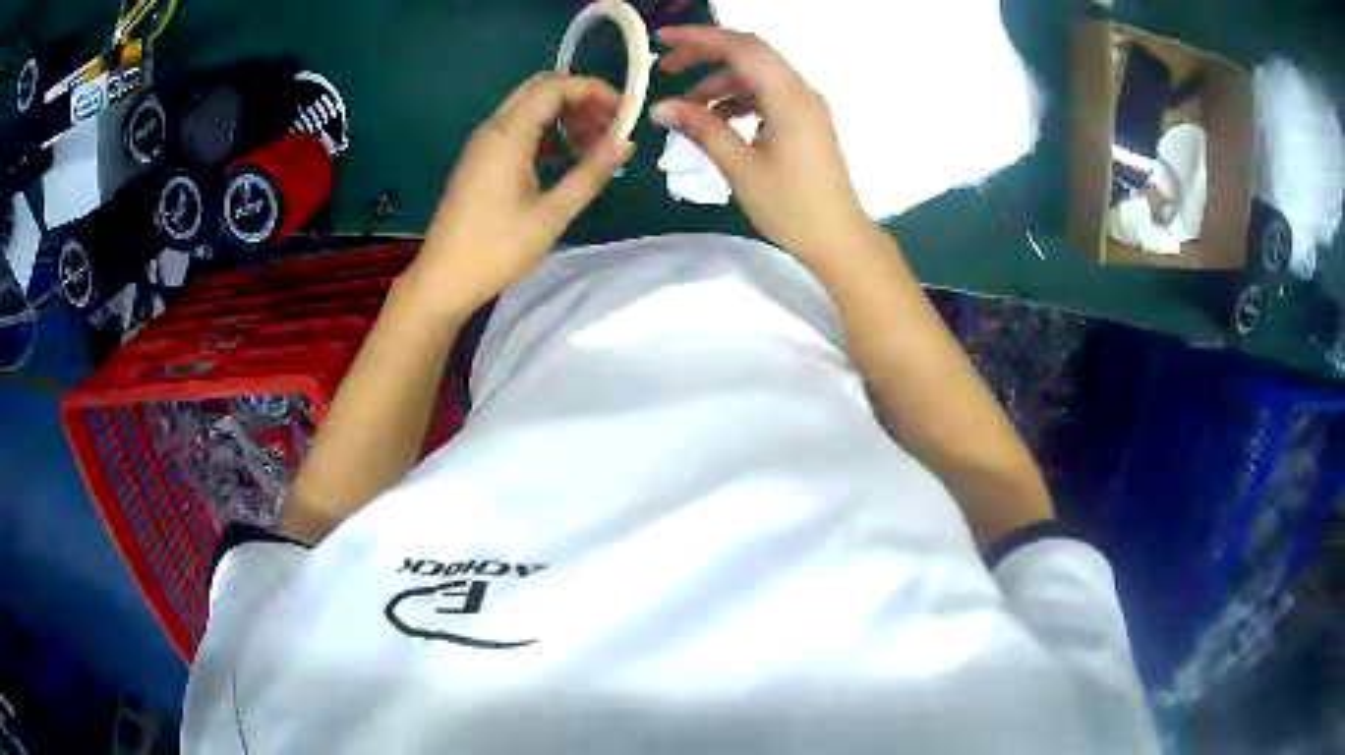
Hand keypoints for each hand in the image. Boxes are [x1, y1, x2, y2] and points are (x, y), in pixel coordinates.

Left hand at [407, 73, 634, 321]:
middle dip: (580, 99)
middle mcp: (493, 129)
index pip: (555, 86)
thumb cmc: (497, 249)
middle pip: (540, 89)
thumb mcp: (552, 215)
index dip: (593, 90)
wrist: (443, 280)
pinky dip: (546, 132)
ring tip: (593, 147)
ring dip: (564, 116)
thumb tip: (625, 143)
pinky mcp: (479, 161)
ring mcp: (483, 144)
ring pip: (529, 108)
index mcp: (508, 135)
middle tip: (610, 127)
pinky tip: (565, 159)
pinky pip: (517, 129)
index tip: (624, 114)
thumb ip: (591, 173)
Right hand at [652, 26, 872, 269]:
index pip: (741, 48)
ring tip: (688, 106)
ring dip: (721, 82)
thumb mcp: (740, 167)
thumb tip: (661, 107)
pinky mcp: (805, 121)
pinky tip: (717, 120)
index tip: (663, 40)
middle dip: (707, 54)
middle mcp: (800, 91)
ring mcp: (806, 106)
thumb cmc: (791, 207)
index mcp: (788, 97)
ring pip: (758, 75)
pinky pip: (768, 95)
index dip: (700, 38)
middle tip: (668, 67)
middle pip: (750, 54)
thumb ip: (702, 129)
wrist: (839, 239)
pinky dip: (739, 99)